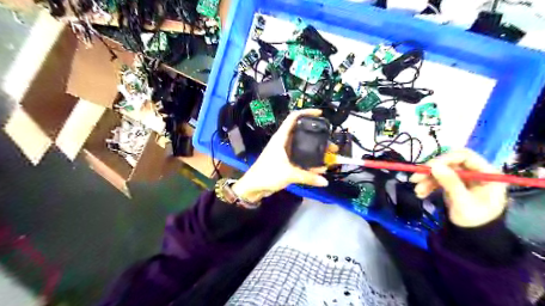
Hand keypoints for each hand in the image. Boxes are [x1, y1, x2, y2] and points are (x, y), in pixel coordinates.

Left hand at [231, 109, 336, 202]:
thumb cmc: (267, 174)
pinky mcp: (286, 161)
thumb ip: (307, 177)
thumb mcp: (289, 174)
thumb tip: (325, 181)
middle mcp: (284, 142)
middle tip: (331, 144)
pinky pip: (300, 158)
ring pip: (303, 146)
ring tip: (329, 156)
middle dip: (317, 137)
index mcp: (281, 138)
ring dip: (315, 150)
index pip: (293, 118)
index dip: (306, 112)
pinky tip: (319, 168)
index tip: (320, 114)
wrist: (253, 187)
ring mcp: (285, 152)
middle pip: (302, 133)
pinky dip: (310, 161)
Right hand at [411, 148, 508, 226]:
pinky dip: (428, 185)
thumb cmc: (474, 220)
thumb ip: (450, 182)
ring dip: (426, 179)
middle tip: (415, 177)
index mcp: (487, 173)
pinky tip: (420, 193)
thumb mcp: (463, 202)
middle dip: (431, 170)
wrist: (473, 238)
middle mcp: (475, 172)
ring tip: (417, 190)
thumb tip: (433, 165)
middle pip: (450, 163)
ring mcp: (463, 178)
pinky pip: (438, 180)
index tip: (428, 167)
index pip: (465, 156)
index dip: (445, 159)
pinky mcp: (453, 184)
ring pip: (441, 171)